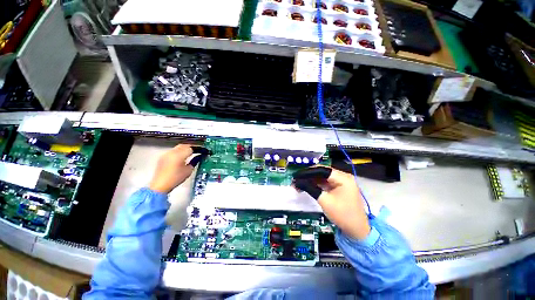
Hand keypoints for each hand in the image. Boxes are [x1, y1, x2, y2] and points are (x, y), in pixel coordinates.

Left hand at [148, 145, 208, 193]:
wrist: (160, 185)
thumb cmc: (176, 178)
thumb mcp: (188, 170)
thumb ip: (195, 161)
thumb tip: (199, 156)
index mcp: (179, 155)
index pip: (191, 148)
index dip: (198, 149)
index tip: (203, 151)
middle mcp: (172, 152)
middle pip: (184, 145)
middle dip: (192, 147)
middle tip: (198, 151)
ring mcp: (166, 154)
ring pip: (178, 147)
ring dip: (185, 149)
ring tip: (191, 153)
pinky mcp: (163, 157)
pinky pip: (173, 151)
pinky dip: (179, 152)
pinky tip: (182, 157)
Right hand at [293, 166, 370, 239]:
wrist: (356, 230)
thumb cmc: (342, 215)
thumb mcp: (324, 200)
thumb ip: (310, 188)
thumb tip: (297, 182)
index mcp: (343, 178)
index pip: (322, 170)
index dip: (308, 172)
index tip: (297, 175)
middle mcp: (343, 177)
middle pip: (322, 172)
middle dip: (308, 176)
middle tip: (296, 180)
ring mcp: (342, 182)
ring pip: (322, 177)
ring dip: (311, 180)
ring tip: (299, 184)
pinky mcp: (339, 187)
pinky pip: (325, 182)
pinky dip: (316, 184)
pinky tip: (307, 186)